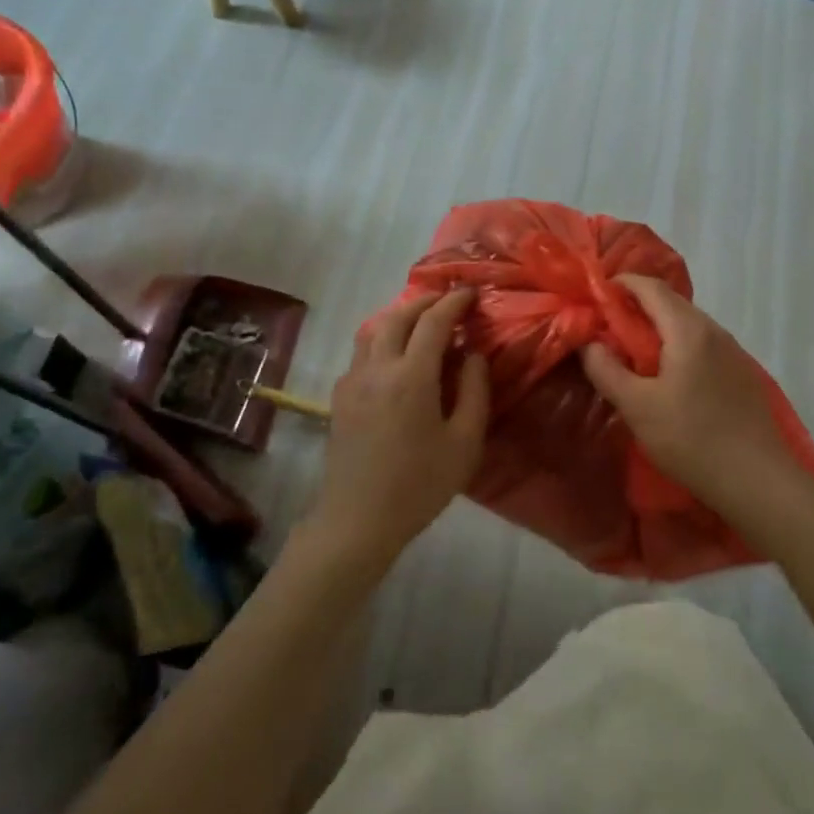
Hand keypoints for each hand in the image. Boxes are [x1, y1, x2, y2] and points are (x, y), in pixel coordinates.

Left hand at [305, 290, 490, 572]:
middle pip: (398, 316)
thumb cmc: (419, 485)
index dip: (453, 302)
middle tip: (447, 300)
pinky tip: (395, 356)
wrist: (358, 519)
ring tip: (420, 321)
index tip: (470, 293)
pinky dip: (381, 338)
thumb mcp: (464, 443)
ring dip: (398, 316)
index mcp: (411, 376)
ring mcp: (352, 380)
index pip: (433, 322)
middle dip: (424, 301)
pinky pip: (361, 352)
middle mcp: (377, 367)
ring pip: (373, 329)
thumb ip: (474, 391)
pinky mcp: (339, 396)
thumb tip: (473, 355)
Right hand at [581, 275, 806, 530]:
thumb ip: (606, 369)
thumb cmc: (692, 440)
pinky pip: (701, 344)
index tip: (593, 298)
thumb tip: (588, 342)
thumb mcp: (637, 407)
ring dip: (656, 328)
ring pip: (686, 324)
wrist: (759, 481)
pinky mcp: (740, 373)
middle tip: (606, 328)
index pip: (650, 286)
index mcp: (688, 330)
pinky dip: (676, 346)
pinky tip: (666, 377)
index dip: (620, 285)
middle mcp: (713, 330)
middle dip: (635, 307)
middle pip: (670, 302)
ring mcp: (732, 351)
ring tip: (631, 353)